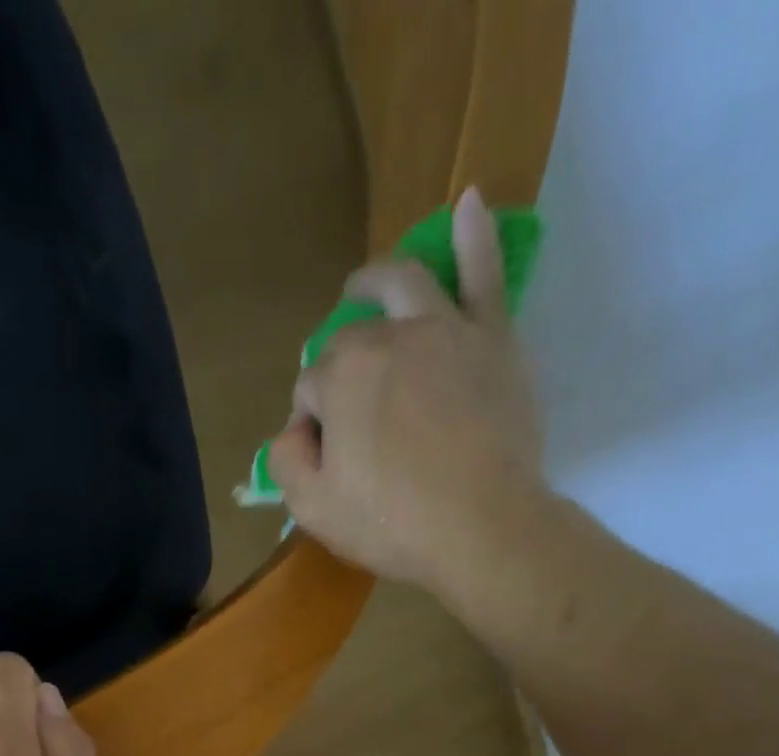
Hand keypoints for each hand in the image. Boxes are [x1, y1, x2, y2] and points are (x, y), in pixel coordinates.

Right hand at [268, 187, 554, 602]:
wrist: (483, 529)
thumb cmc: (393, 523)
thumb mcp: (313, 508)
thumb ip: (286, 459)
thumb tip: (293, 429)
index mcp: (340, 376)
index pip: (310, 390)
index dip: (311, 423)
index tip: (326, 457)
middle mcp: (388, 337)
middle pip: (350, 341)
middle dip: (337, 371)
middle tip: (346, 410)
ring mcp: (444, 330)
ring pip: (403, 284)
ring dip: (375, 280)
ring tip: (362, 286)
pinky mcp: (492, 339)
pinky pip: (483, 275)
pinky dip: (474, 236)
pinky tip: (467, 203)